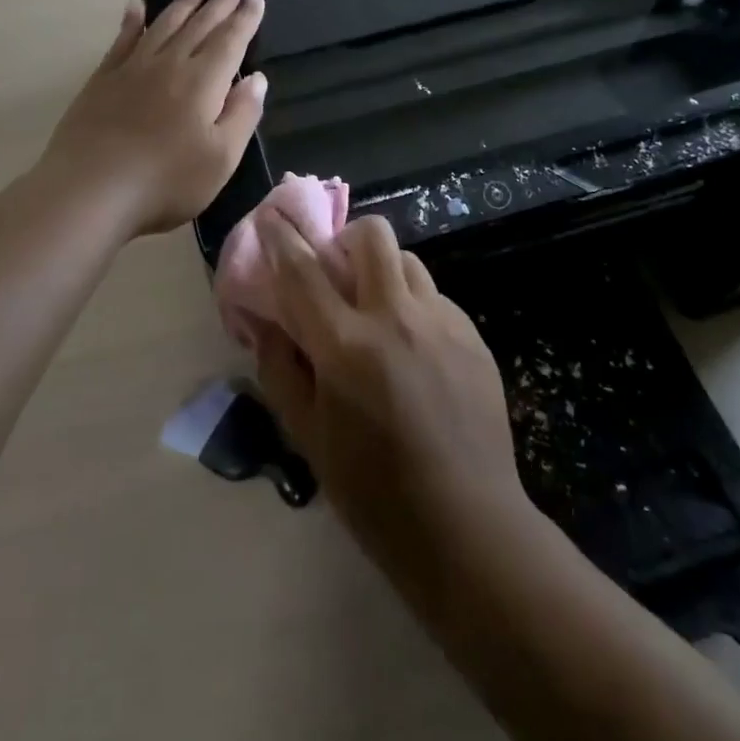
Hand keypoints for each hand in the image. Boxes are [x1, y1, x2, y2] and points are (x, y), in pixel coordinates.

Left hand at [39, 0, 266, 237]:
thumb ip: (242, 115)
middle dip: (220, 2)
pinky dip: (132, 21)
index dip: (246, 19)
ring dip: (183, 2)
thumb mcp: (221, 158)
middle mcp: (170, 64)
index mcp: (204, 82)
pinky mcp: (103, 79)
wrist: (91, 190)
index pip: (231, 41)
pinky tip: (136, 6)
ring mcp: (133, 68)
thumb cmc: (166, 180)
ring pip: (164, 24)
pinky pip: (122, 40)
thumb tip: (257, 78)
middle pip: (200, 25)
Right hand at [252, 213, 524, 576]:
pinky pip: (435, 297)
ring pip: (408, 261)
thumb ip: (280, 370)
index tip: (273, 215)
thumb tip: (267, 323)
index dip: (283, 236)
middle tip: (337, 273)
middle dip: (346, 239)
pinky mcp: (472, 337)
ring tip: (376, 310)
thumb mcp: (308, 437)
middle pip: (372, 236)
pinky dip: (413, 305)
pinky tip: (412, 349)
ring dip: (383, 271)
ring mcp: (441, 323)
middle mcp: (396, 318)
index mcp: (346, 346)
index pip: (303, 270)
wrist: (467, 525)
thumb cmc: (373, 491)